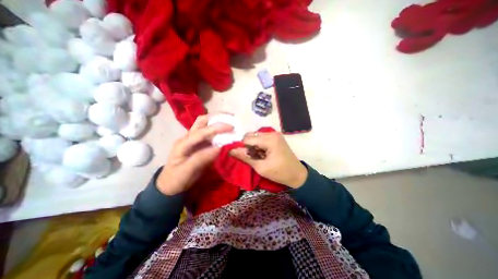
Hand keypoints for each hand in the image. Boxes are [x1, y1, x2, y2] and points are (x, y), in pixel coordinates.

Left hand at [156, 115, 232, 196]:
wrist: (170, 185)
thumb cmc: (177, 179)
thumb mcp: (187, 171)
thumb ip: (202, 158)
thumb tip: (220, 147)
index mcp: (183, 143)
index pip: (201, 132)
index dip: (217, 128)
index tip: (231, 128)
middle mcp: (188, 138)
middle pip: (201, 121)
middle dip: (216, 118)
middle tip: (231, 118)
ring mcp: (193, 140)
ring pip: (205, 125)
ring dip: (218, 122)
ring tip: (230, 122)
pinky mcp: (198, 144)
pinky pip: (209, 134)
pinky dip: (218, 131)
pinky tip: (226, 133)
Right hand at [231, 131, 307, 188]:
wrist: (297, 175)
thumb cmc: (280, 173)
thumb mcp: (261, 167)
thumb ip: (245, 157)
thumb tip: (231, 151)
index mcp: (270, 139)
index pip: (248, 138)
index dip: (241, 146)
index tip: (238, 155)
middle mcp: (272, 133)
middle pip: (252, 135)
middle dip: (247, 146)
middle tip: (249, 157)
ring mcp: (275, 134)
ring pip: (256, 136)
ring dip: (252, 145)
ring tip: (255, 156)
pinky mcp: (276, 138)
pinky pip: (262, 138)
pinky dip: (258, 145)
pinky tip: (261, 153)